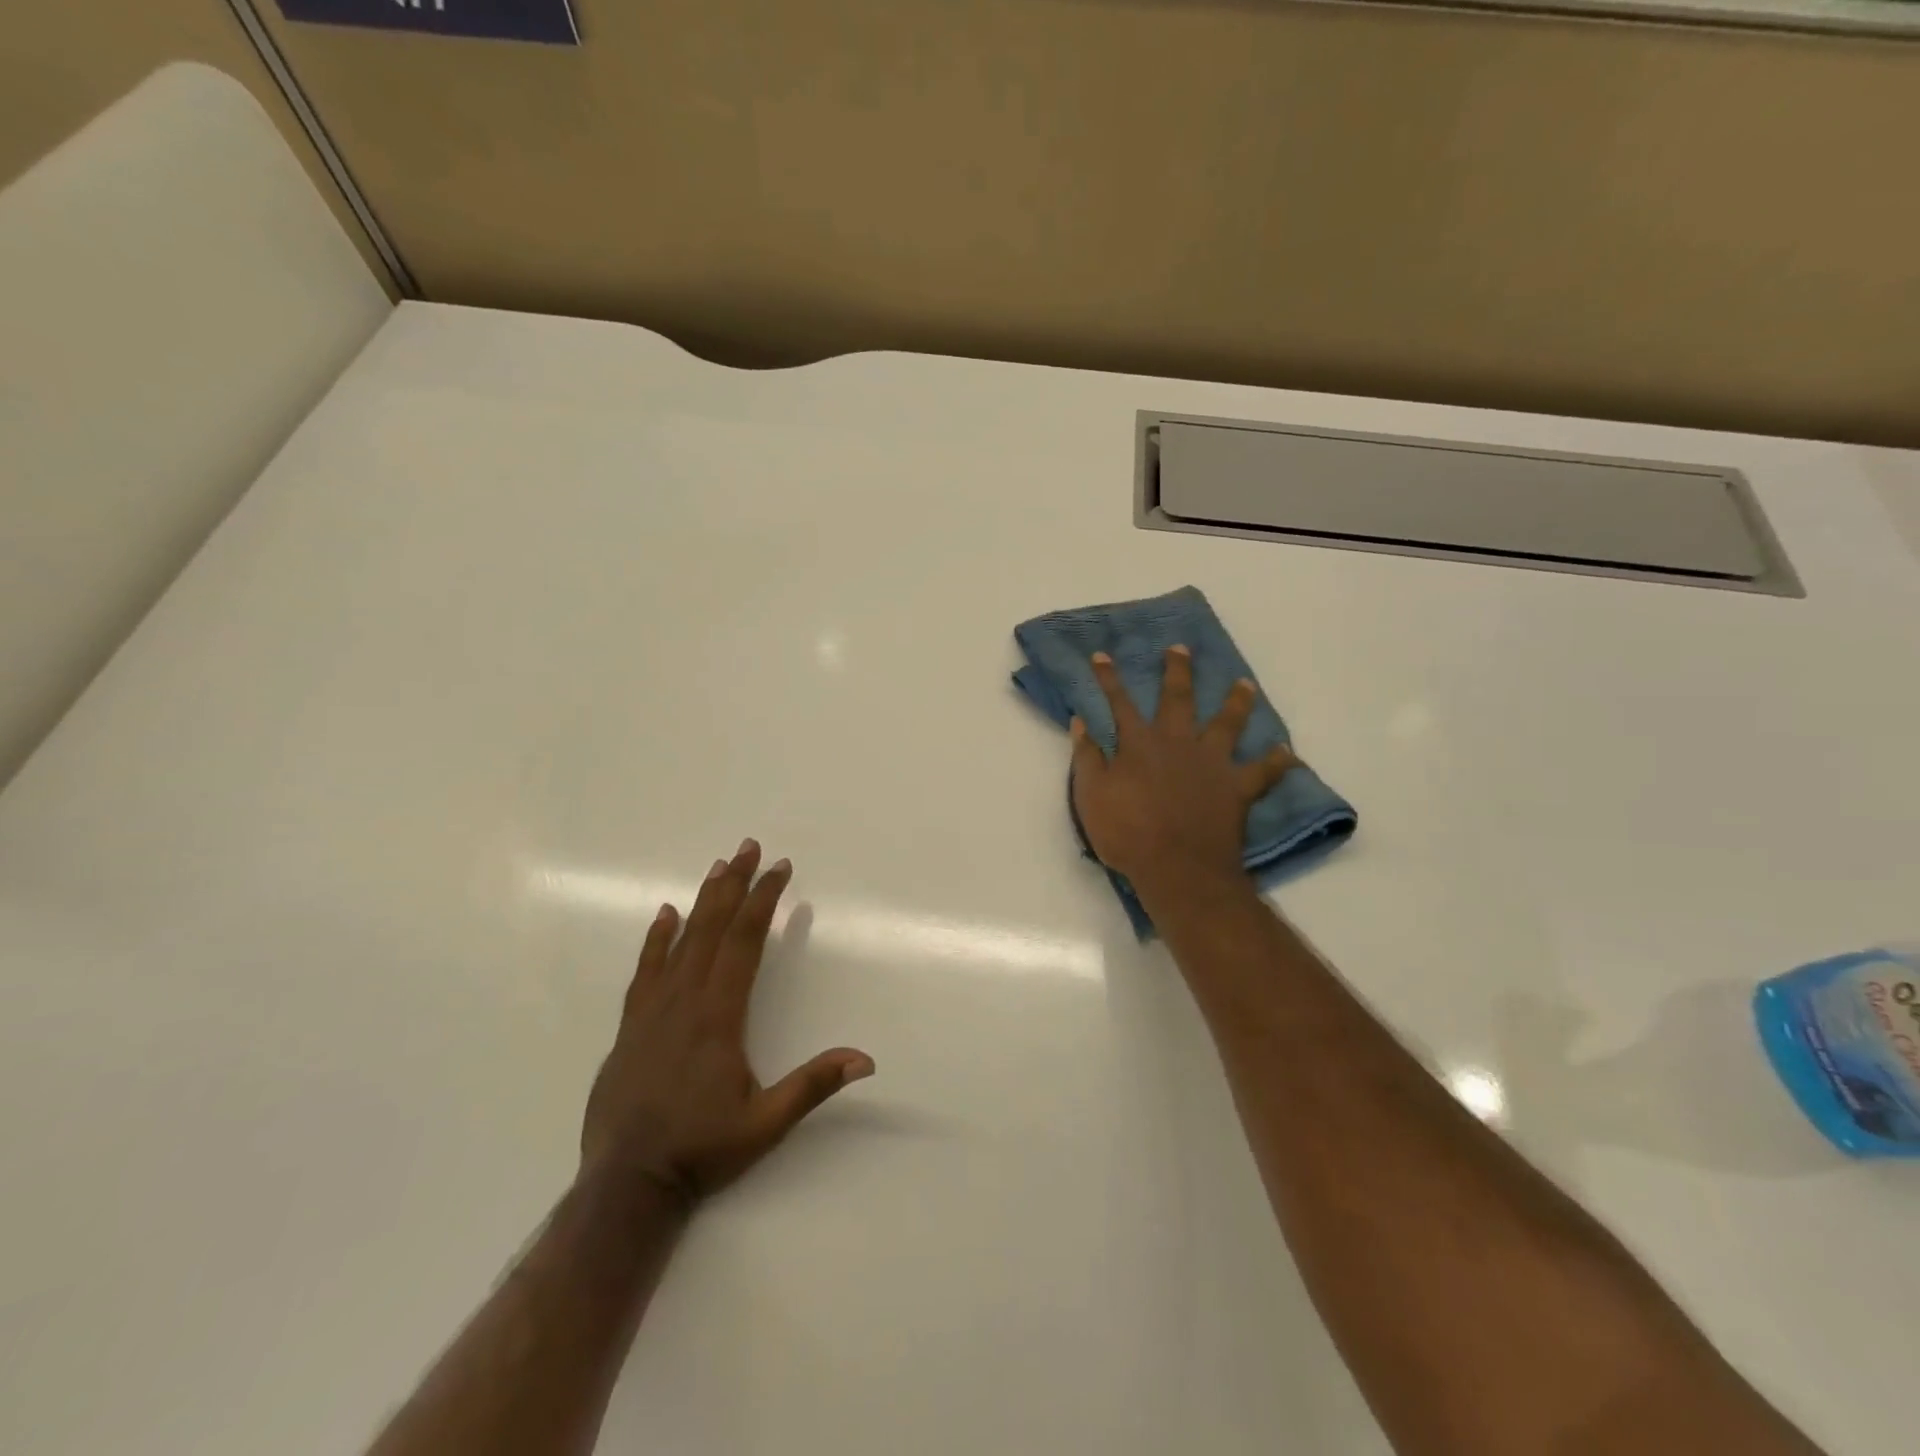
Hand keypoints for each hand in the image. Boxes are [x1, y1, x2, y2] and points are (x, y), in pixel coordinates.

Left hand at [581, 840, 872, 1202]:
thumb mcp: (765, 1123)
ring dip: (702, 902)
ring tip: (718, 867)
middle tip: (749, 847)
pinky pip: (645, 970)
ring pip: (680, 942)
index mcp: (718, 1016)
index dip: (764, 901)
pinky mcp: (630, 1027)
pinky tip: (665, 915)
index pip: (744, 942)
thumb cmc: (701, 1150)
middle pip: (712, 928)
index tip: (780, 869)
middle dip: (734, 885)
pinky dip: (656, 939)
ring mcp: (653, 1011)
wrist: (625, 1186)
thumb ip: (813, 1086)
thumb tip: (866, 1059)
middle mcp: (684, 1001)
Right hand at [1071, 646, 1296, 894]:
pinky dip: (1277, 762)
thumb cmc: (1127, 833)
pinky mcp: (1237, 788)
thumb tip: (1081, 721)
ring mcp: (1211, 763)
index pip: (1119, 703)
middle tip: (1181, 648)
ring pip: (1227, 723)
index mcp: (1138, 745)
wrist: (1177, 868)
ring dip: (1236, 702)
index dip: (1109, 679)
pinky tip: (1288, 752)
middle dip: (1177, 671)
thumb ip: (1086, 757)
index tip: (1103, 655)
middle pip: (1178, 699)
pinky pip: (1263, 772)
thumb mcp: (1090, 796)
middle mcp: (1177, 743)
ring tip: (1244, 683)